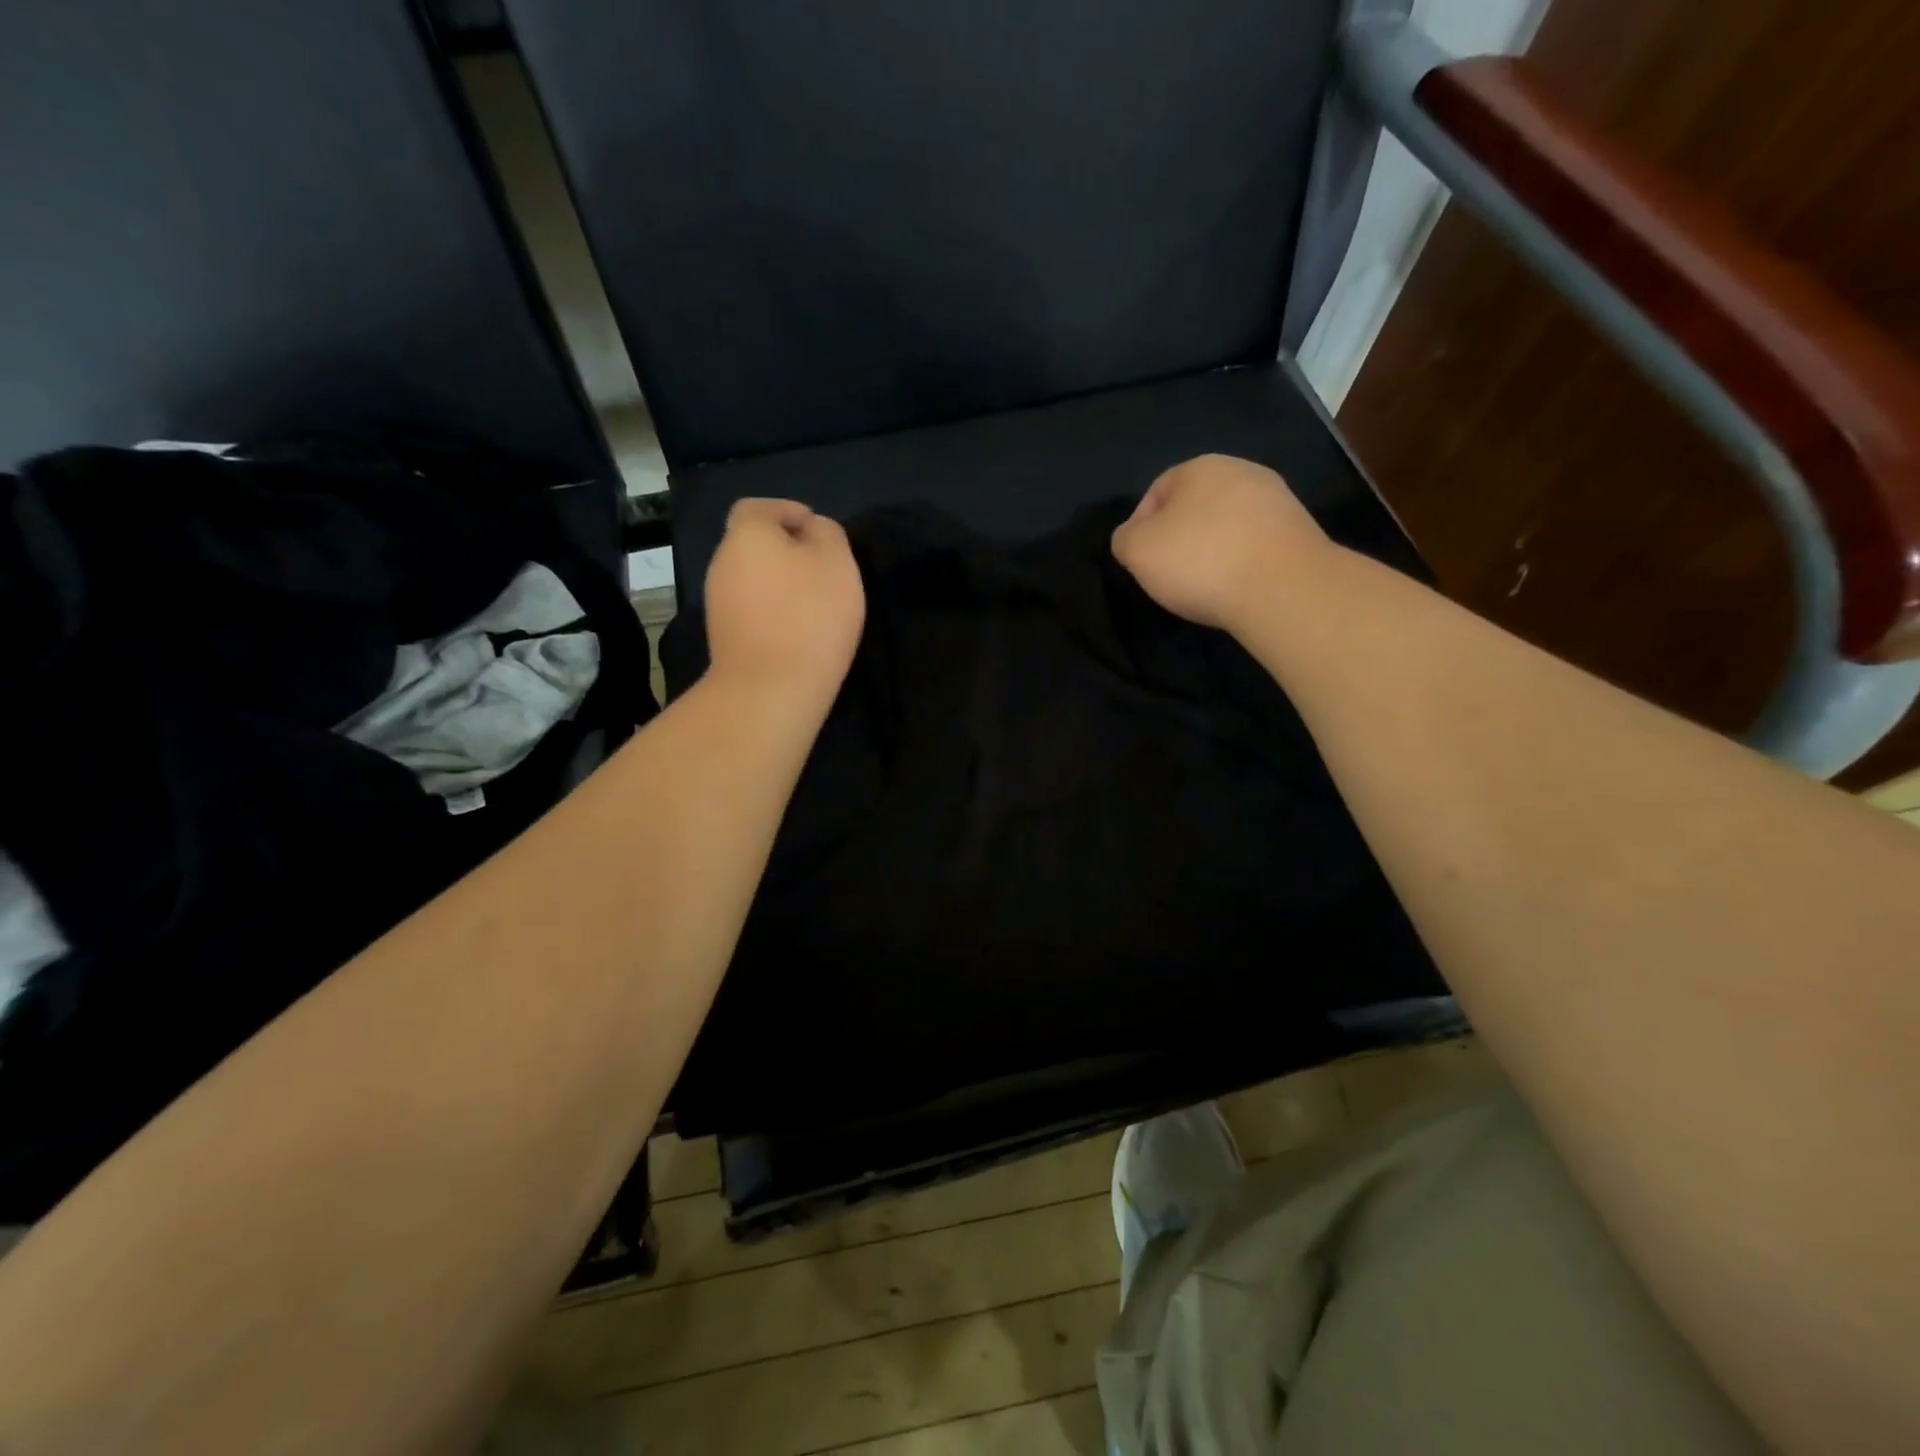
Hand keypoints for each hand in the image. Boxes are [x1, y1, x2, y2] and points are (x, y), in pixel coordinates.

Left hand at [703, 498, 865, 706]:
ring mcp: (717, 602)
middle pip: (752, 544)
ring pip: (751, 579)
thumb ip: (827, 533)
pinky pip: (749, 610)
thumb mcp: (836, 561)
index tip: (816, 530)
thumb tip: (812, 529)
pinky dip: (770, 611)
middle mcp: (722, 562)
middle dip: (784, 550)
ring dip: (778, 583)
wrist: (770, 687)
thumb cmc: (810, 614)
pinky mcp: (722, 636)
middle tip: (821, 570)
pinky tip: (796, 631)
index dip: (788, 511)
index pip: (758, 507)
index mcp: (747, 534)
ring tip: (813, 604)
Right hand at [1110, 454, 1331, 633]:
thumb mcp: (1136, 551)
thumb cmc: (1200, 562)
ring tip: (1207, 584)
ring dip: (1213, 549)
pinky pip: (1255, 543)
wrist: (1284, 588)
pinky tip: (1238, 585)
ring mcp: (1276, 498)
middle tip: (1171, 575)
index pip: (1156, 492)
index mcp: (1199, 467)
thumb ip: (1125, 538)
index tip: (1143, 563)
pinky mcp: (1299, 529)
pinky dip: (1242, 561)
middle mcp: (1241, 471)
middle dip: (1180, 537)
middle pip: (1195, 506)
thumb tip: (1133, 537)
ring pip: (1227, 524)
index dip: (1141, 528)